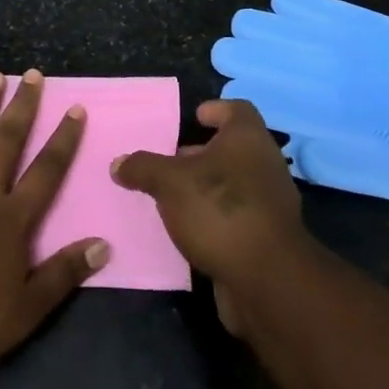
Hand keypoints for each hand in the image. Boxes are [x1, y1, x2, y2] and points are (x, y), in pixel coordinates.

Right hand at [111, 99, 309, 335]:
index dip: (215, 110)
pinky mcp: (267, 237)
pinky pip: (237, 215)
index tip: (194, 118)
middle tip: (171, 161)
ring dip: (207, 187)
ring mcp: (270, 202)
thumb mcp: (169, 182)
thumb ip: (143, 168)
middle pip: (234, 148)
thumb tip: (118, 163)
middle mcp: (264, 163)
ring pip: (234, 183)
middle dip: (202, 153)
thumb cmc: (218, 209)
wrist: (266, 279)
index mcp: (247, 138)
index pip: (237, 109)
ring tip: (173, 196)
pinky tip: (189, 229)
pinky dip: (215, 217)